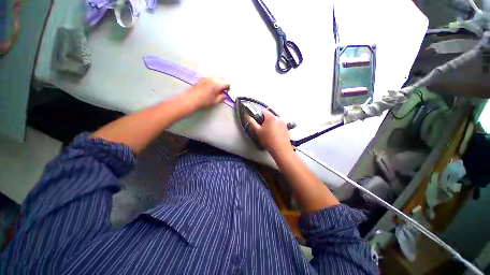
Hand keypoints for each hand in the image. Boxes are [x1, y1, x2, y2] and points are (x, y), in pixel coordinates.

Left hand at [185, 77, 229, 110]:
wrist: (191, 99)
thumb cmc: (205, 101)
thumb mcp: (215, 101)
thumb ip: (222, 97)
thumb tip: (225, 95)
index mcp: (217, 84)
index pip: (227, 83)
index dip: (228, 88)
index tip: (226, 92)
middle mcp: (213, 79)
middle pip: (222, 78)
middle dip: (223, 83)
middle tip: (221, 91)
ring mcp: (206, 77)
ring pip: (215, 77)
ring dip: (218, 82)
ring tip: (215, 90)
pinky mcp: (201, 78)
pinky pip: (210, 78)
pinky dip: (212, 81)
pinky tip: (209, 88)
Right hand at [249, 109, 292, 156]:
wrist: (281, 150)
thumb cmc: (268, 140)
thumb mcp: (258, 131)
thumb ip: (252, 122)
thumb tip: (248, 116)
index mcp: (271, 117)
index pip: (263, 110)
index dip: (258, 114)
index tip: (257, 121)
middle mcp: (279, 118)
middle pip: (270, 116)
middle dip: (265, 120)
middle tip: (262, 128)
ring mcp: (284, 123)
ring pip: (275, 121)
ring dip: (271, 124)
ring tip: (268, 133)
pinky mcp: (287, 129)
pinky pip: (279, 125)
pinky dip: (276, 128)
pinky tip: (274, 136)